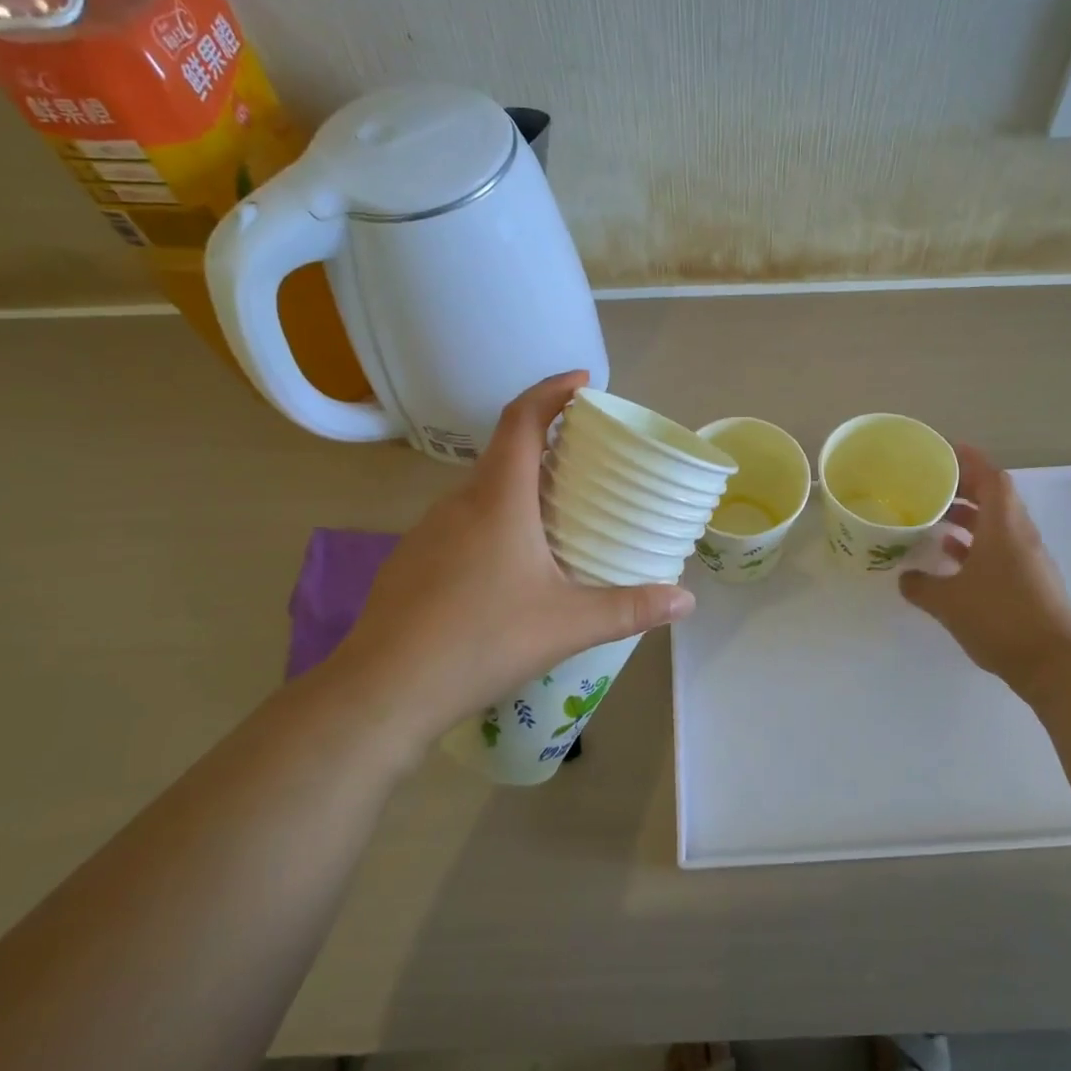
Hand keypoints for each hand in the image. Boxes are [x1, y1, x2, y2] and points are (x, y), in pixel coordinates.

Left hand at [326, 372, 694, 743]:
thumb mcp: (567, 625)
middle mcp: (459, 502)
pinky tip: (507, 568)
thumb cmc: (482, 640)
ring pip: (480, 493)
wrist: (384, 690)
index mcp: (498, 499)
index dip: (552, 390)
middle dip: (544, 445)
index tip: (582, 381)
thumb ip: (630, 609)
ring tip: (554, 517)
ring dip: (517, 489)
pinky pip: (460, 524)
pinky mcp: (410, 560)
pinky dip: (492, 523)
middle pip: (503, 453)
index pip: (522, 420)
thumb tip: (685, 601)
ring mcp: (427, 531)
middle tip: (585, 462)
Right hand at [899, 444, 1070, 691]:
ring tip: (935, 518)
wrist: (1056, 664)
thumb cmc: (1001, 619)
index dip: (969, 459)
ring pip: (997, 524)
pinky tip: (952, 557)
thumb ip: (922, 586)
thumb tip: (905, 578)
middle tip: (930, 486)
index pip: (991, 477)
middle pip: (995, 497)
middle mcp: (1020, 535)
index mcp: (1004, 527)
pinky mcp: (1030, 582)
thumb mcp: (949, 602)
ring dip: (969, 517)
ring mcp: (1028, 559)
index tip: (944, 451)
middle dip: (964, 487)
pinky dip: (977, 544)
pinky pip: (1000, 548)